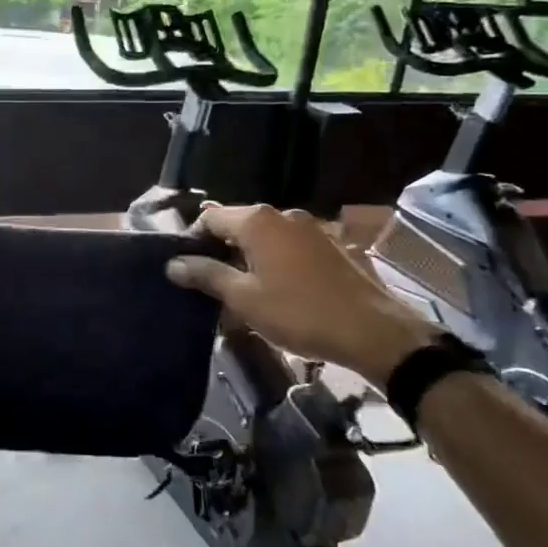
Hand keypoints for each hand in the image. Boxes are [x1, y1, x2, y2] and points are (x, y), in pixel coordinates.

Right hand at [166, 203, 437, 384]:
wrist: (374, 331)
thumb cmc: (299, 312)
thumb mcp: (244, 298)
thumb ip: (206, 275)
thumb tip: (173, 263)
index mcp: (257, 221)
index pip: (210, 217)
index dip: (193, 240)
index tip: (187, 269)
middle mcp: (283, 214)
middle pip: (238, 224)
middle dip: (221, 249)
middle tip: (212, 283)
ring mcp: (312, 228)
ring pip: (266, 237)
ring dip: (250, 257)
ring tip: (245, 290)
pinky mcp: (333, 245)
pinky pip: (291, 247)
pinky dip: (277, 261)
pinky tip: (280, 290)